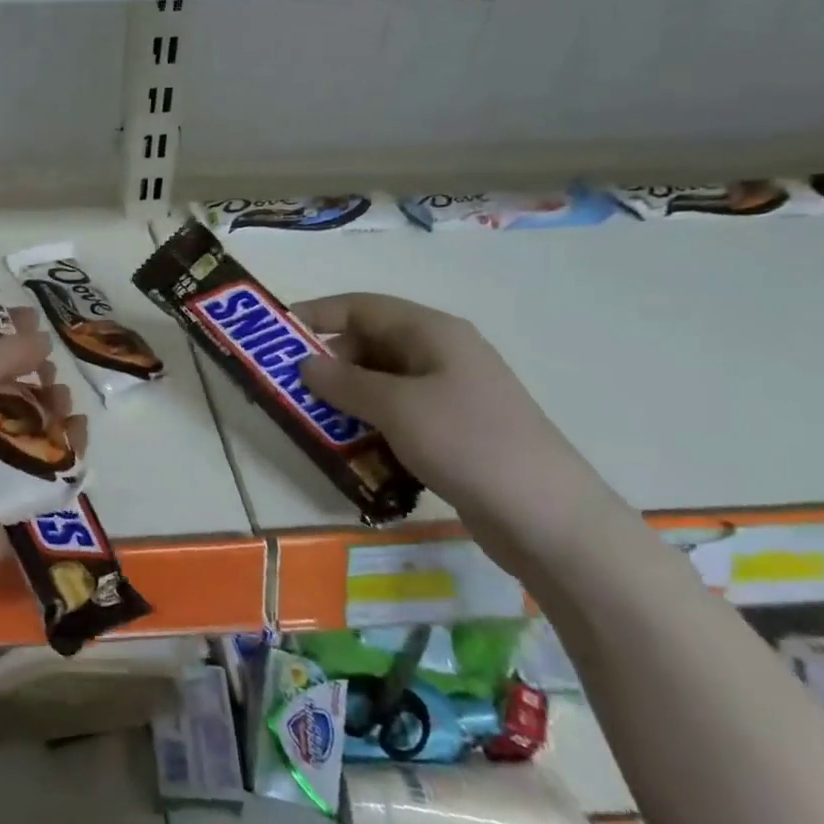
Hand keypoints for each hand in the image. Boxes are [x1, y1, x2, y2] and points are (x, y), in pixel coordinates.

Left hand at [0, 310, 84, 589]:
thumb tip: (40, 340)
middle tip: (49, 370)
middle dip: (33, 374)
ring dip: (53, 408)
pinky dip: (68, 447)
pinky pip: (50, 466)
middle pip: (8, 392)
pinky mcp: (18, 502)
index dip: (1, 338)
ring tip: (63, 402)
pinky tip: (78, 432)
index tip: (33, 318)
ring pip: (32, 428)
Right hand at [293, 293, 631, 582]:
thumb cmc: (467, 442)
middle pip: (372, 342)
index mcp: (433, 332)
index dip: (318, 314)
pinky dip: (370, 422)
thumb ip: (343, 382)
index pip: (363, 306)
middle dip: (329, 361)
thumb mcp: (396, 407)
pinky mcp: (454, 430)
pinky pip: (398, 413)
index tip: (276, 334)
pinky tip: (351, 446)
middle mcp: (442, 354)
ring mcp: (451, 394)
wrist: (547, 516)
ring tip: (313, 420)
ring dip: (346, 396)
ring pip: (383, 381)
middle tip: (292, 388)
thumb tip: (305, 364)